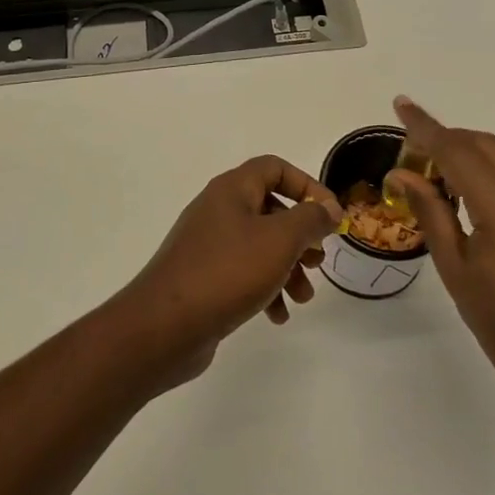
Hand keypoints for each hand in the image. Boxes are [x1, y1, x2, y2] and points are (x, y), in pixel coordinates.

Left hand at [117, 155, 341, 385]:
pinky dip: (265, 289)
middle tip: (317, 261)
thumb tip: (329, 207)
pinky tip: (277, 316)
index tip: (330, 215)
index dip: (307, 186)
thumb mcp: (280, 240)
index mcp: (232, 189)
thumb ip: (310, 220)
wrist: (164, 325)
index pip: (275, 168)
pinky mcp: (202, 276)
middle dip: (300, 236)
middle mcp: (218, 209)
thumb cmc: (228, 272)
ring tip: (302, 297)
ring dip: (287, 268)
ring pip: (259, 245)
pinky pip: (242, 273)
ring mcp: (207, 244)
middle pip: (270, 209)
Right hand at [389, 97, 494, 396]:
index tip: (401, 105)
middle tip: (411, 155)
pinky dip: (488, 172)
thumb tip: (402, 174)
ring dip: (467, 154)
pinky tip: (467, 194)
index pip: (458, 152)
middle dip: (446, 139)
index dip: (426, 128)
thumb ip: (430, 212)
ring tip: (434, 175)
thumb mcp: (454, 269)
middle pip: (484, 145)